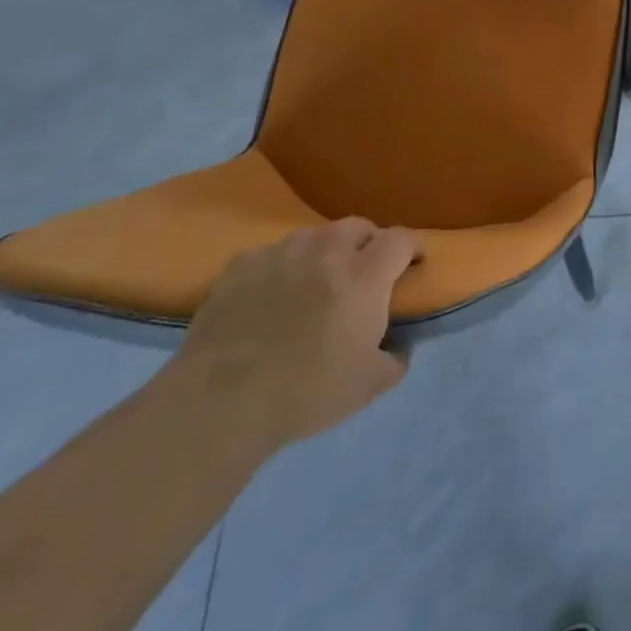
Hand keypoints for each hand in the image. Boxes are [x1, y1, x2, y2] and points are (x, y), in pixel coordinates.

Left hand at [166, 217, 418, 451]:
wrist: (220, 403)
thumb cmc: (305, 393)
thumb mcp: (367, 387)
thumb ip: (395, 360)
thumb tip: (400, 347)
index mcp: (364, 275)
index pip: (401, 239)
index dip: (410, 250)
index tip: (410, 268)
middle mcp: (326, 252)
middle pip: (358, 226)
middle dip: (367, 244)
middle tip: (362, 275)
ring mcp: (280, 254)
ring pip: (314, 236)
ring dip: (322, 253)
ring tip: (313, 283)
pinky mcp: (240, 266)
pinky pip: (270, 255)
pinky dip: (278, 268)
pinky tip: (269, 296)